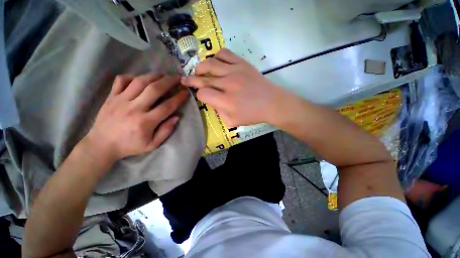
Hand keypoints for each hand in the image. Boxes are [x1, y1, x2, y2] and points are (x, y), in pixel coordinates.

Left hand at [84, 74, 187, 164]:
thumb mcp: (152, 144)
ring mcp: (121, 100)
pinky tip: (139, 79)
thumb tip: (177, 117)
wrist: (102, 145)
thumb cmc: (130, 146)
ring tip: (163, 75)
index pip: (167, 106)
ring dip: (154, 76)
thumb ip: (166, 131)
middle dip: (169, 81)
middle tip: (177, 78)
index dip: (178, 98)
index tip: (185, 92)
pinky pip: (121, 80)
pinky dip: (131, 77)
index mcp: (146, 122)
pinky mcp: (111, 97)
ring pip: (139, 82)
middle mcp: (134, 108)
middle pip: (154, 89)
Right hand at [181, 49, 290, 126]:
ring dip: (200, 67)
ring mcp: (235, 71)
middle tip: (185, 80)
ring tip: (199, 71)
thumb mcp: (233, 121)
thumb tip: (212, 101)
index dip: (199, 95)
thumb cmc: (253, 115)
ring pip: (210, 63)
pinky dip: (216, 57)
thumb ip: (219, 112)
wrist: (271, 103)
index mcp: (226, 101)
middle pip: (203, 78)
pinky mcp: (242, 64)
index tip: (201, 96)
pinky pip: (224, 53)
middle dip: (191, 80)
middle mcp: (228, 84)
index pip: (203, 93)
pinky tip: (216, 64)